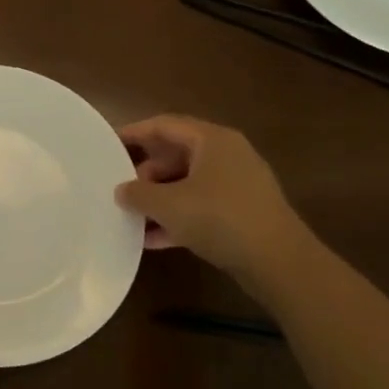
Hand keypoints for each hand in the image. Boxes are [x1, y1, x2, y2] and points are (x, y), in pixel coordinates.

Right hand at [116, 115, 307, 279]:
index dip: (134, 133)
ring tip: (132, 217)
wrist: (279, 262)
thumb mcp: (168, 205)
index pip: (164, 125)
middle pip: (176, 155)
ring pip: (187, 184)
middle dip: (146, 173)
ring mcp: (238, 185)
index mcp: (212, 140)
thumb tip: (122, 190)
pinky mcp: (243, 213)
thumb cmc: (219, 218)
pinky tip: (154, 240)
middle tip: (121, 189)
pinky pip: (201, 207)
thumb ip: (138, 194)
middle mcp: (227, 155)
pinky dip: (178, 218)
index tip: (108, 144)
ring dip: (159, 200)